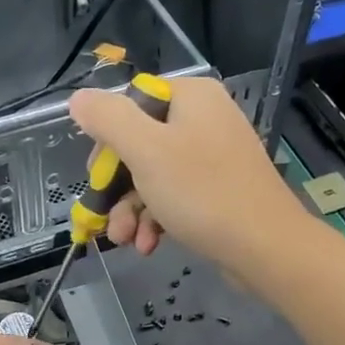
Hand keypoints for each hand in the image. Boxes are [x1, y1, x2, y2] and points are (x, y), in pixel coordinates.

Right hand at [67, 76, 308, 273]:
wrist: (265, 247)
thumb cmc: (202, 192)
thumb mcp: (145, 151)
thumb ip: (108, 119)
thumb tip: (79, 98)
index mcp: (190, 97)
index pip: (131, 103)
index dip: (107, 140)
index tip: (98, 175)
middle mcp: (203, 119)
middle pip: (138, 143)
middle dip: (117, 187)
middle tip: (105, 216)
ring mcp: (213, 156)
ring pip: (153, 176)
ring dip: (132, 210)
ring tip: (126, 240)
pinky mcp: (218, 189)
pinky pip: (175, 196)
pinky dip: (157, 219)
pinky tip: (149, 245)